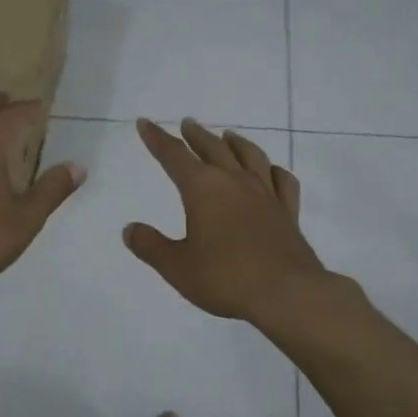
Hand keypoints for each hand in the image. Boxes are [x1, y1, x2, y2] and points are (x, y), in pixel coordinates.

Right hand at [123, 118, 327, 320]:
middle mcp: (235, 182)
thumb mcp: (177, 267)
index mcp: (203, 189)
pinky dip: (274, 170)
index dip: (157, 139)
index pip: (174, 156)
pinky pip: (282, 181)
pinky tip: (271, 170)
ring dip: (236, 143)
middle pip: (213, 148)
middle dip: (196, 135)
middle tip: (187, 123)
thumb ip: (151, 246)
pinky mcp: (288, 213)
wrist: (286, 293)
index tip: (146, 124)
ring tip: (228, 135)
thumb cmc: (225, 278)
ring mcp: (266, 195)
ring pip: (250, 156)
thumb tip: (130, 229)